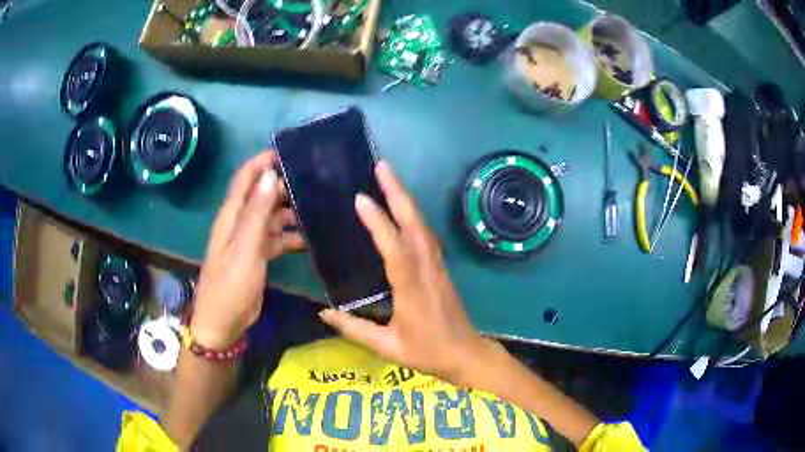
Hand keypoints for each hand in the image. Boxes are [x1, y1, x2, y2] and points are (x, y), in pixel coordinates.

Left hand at [191, 151, 303, 348]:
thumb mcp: (244, 249)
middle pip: (262, 195)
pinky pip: (276, 238)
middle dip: (283, 184)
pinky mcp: (257, 256)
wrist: (223, 324)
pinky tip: (310, 238)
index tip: (289, 152)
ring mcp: (249, 240)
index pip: (245, 178)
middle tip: (315, 180)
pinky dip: (291, 235)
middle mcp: (239, 223)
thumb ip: (257, 214)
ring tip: (319, 208)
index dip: (262, 162)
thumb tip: (270, 175)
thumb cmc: (230, 286)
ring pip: (271, 216)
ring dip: (291, 211)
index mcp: (231, 216)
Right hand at [319, 161, 492, 384]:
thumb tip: (323, 313)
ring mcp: (437, 267)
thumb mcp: (388, 347)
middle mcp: (427, 270)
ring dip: (407, 200)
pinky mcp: (441, 269)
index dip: (378, 223)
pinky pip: (427, 236)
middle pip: (414, 225)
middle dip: (398, 193)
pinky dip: (414, 216)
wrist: (466, 355)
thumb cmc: (428, 353)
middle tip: (382, 167)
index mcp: (412, 289)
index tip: (361, 198)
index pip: (394, 249)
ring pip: (423, 226)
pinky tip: (404, 209)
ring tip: (389, 179)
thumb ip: (355, 329)